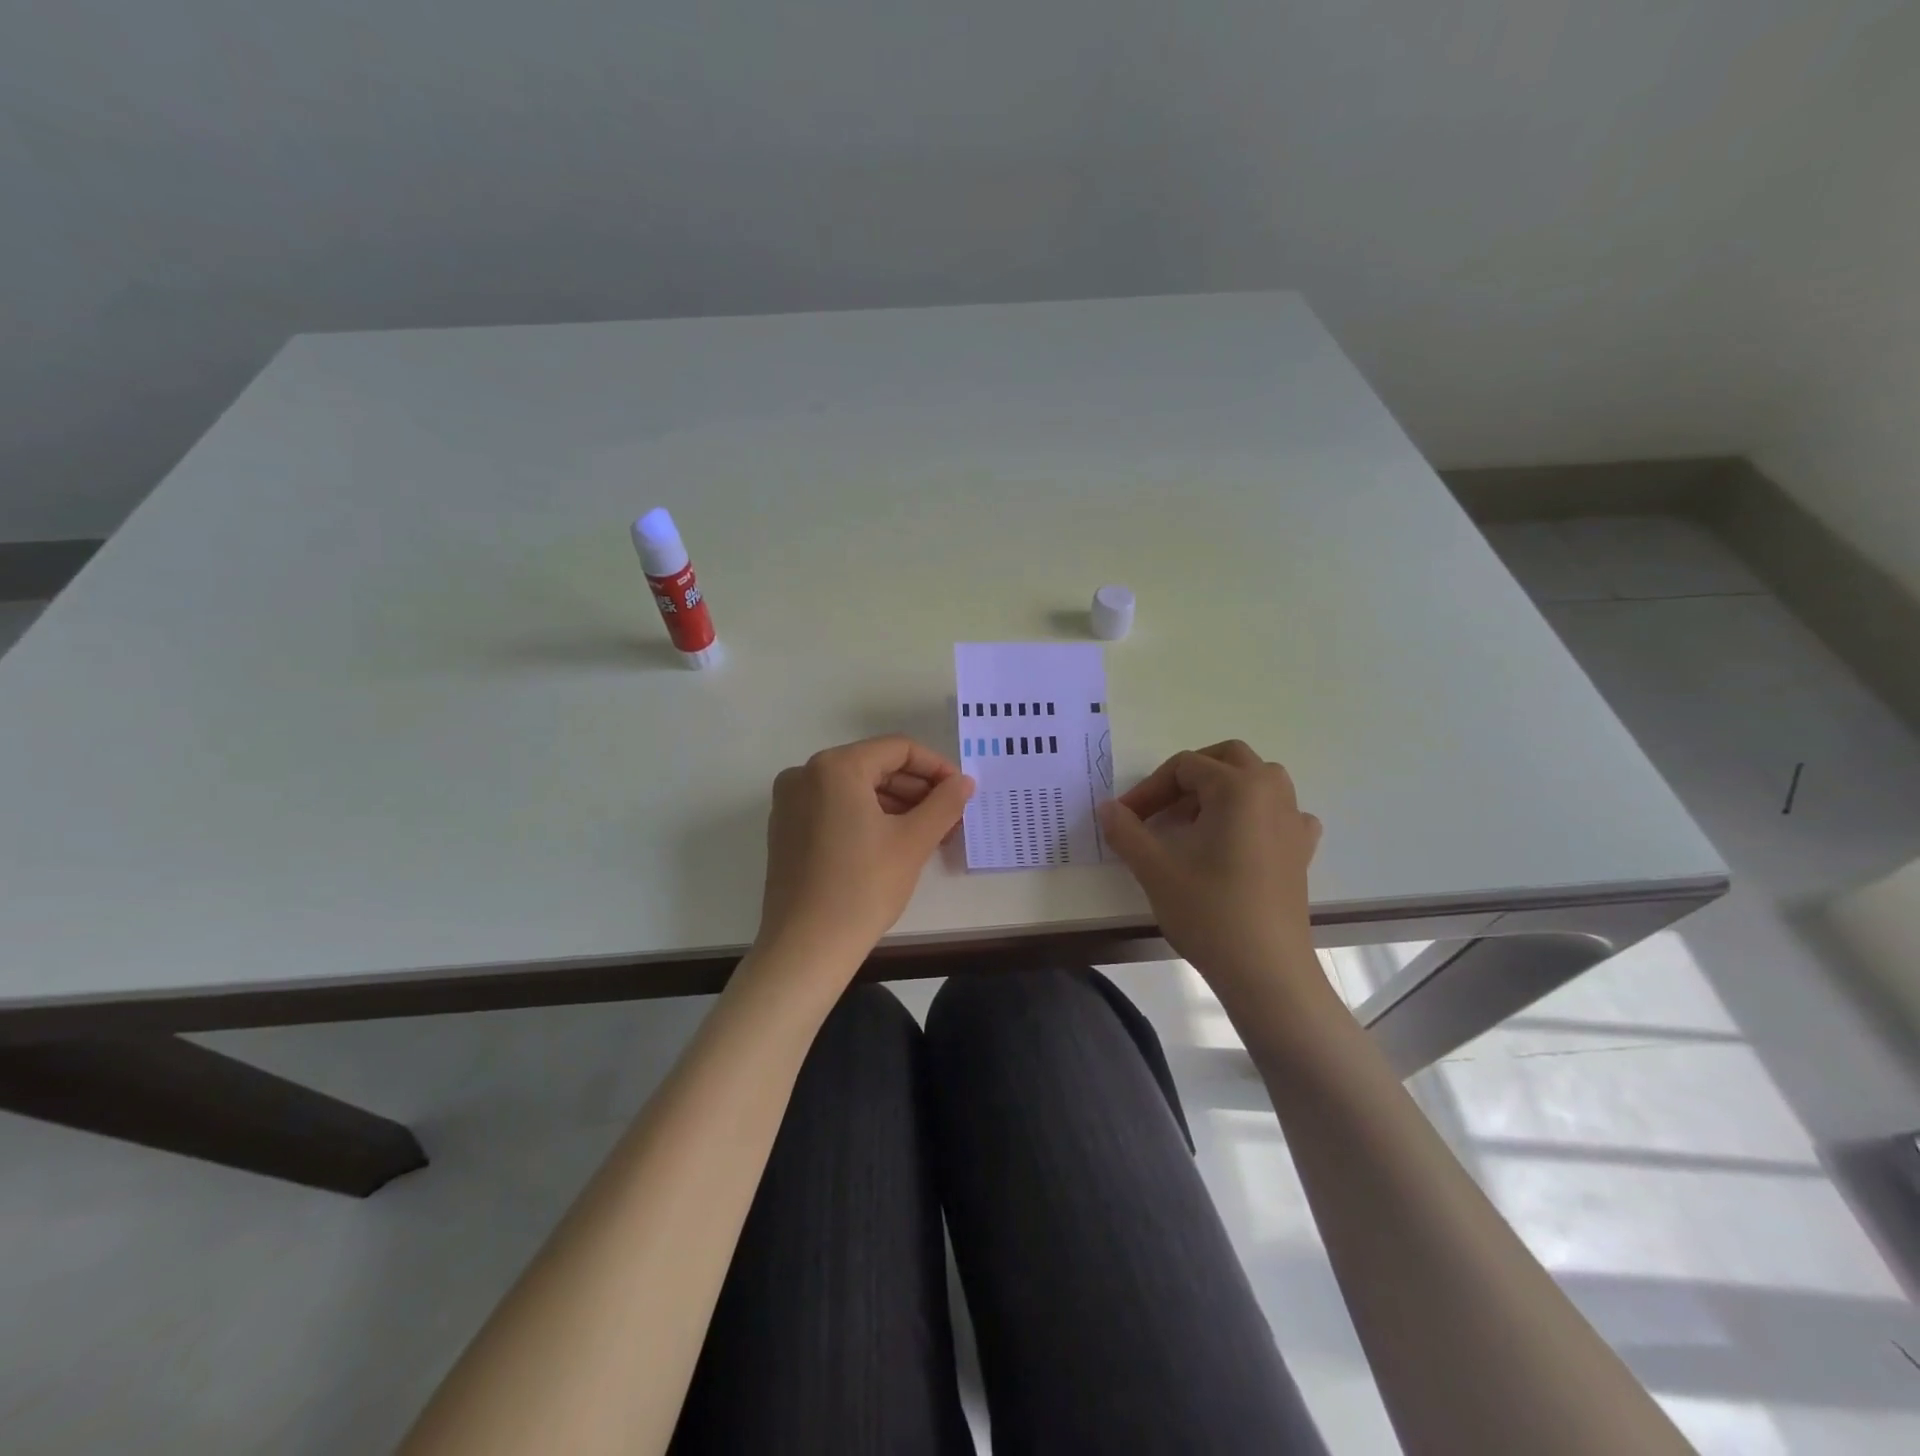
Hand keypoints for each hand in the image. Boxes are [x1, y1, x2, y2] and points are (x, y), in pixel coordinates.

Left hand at [757, 736, 974, 968]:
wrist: (807, 947)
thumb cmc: (863, 887)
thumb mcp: (913, 841)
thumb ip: (944, 802)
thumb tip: (964, 781)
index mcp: (835, 766)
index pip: (898, 749)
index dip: (936, 767)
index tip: (961, 792)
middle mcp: (805, 774)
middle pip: (874, 767)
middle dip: (916, 789)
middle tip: (949, 817)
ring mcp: (789, 802)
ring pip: (854, 789)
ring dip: (895, 805)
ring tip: (929, 833)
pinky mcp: (785, 829)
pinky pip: (834, 808)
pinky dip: (866, 817)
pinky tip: (893, 843)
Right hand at [1098, 740, 1328, 1017]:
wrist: (1265, 970)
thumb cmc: (1209, 911)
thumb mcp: (1155, 868)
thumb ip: (1126, 831)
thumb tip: (1107, 808)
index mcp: (1238, 787)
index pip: (1185, 767)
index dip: (1149, 789)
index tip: (1125, 818)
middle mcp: (1272, 793)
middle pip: (1227, 759)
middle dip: (1188, 775)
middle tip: (1160, 806)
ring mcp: (1293, 822)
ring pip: (1257, 781)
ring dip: (1221, 790)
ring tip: (1193, 822)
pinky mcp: (1301, 851)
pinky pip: (1279, 813)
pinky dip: (1255, 814)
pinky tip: (1238, 840)